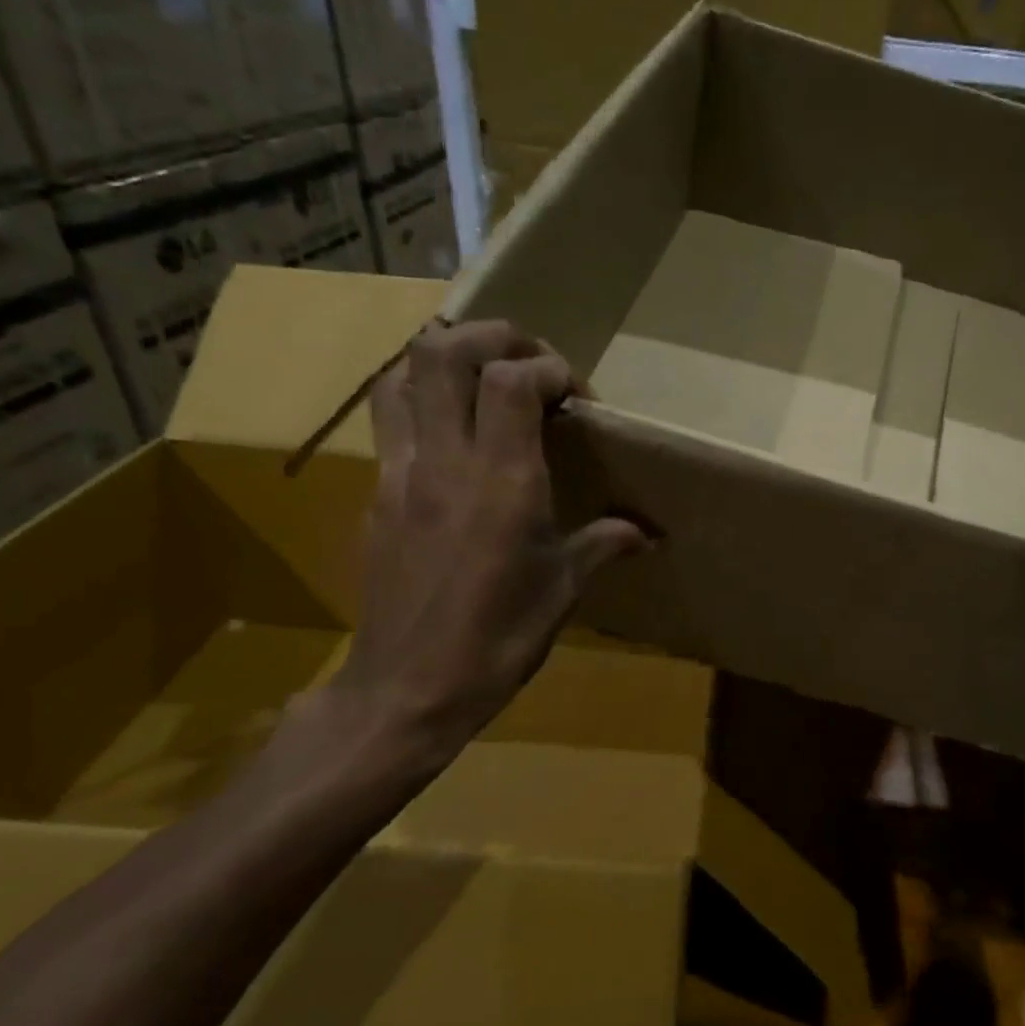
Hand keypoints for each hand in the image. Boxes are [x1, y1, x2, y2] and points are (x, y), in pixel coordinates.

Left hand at [316, 321, 647, 770]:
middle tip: (531, 361)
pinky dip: (421, 395)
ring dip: (446, 356)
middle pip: (445, 350)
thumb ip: (604, 543)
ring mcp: (401, 472)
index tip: (577, 399)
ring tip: (484, 376)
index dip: (551, 367)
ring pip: (402, 372)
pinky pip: (390, 417)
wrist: (406, 690)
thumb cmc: (497, 640)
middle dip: (495, 336)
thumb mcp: (563, 589)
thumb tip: (647, 532)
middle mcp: (446, 461)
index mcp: (502, 481)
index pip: (513, 378)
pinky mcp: (377, 492)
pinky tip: (453, 428)